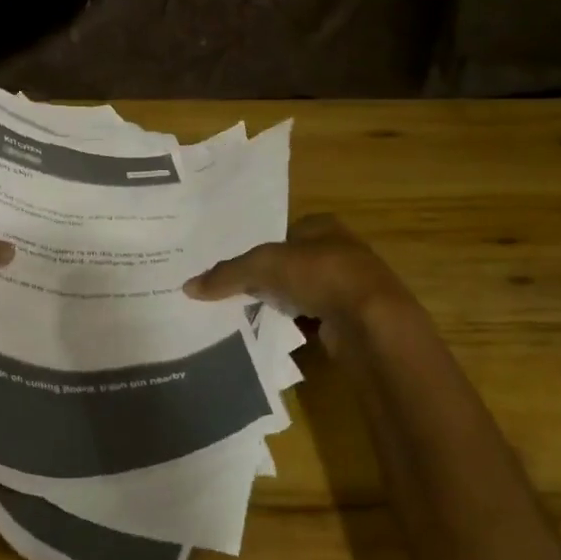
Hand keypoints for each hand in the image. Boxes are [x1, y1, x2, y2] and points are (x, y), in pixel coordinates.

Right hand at [183, 214, 416, 340]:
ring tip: (249, 314)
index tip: (234, 267)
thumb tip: (188, 286)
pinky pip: (314, 319)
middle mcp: (340, 251)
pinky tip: (276, 333)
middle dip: (268, 277)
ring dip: (283, 302)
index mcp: (323, 226)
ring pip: (303, 292)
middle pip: (292, 263)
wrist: (373, 323)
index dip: (259, 248)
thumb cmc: (320, 274)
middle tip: (235, 291)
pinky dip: (297, 325)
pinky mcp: (352, 319)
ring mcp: (349, 287)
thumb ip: (227, 274)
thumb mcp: (263, 266)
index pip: (283, 232)